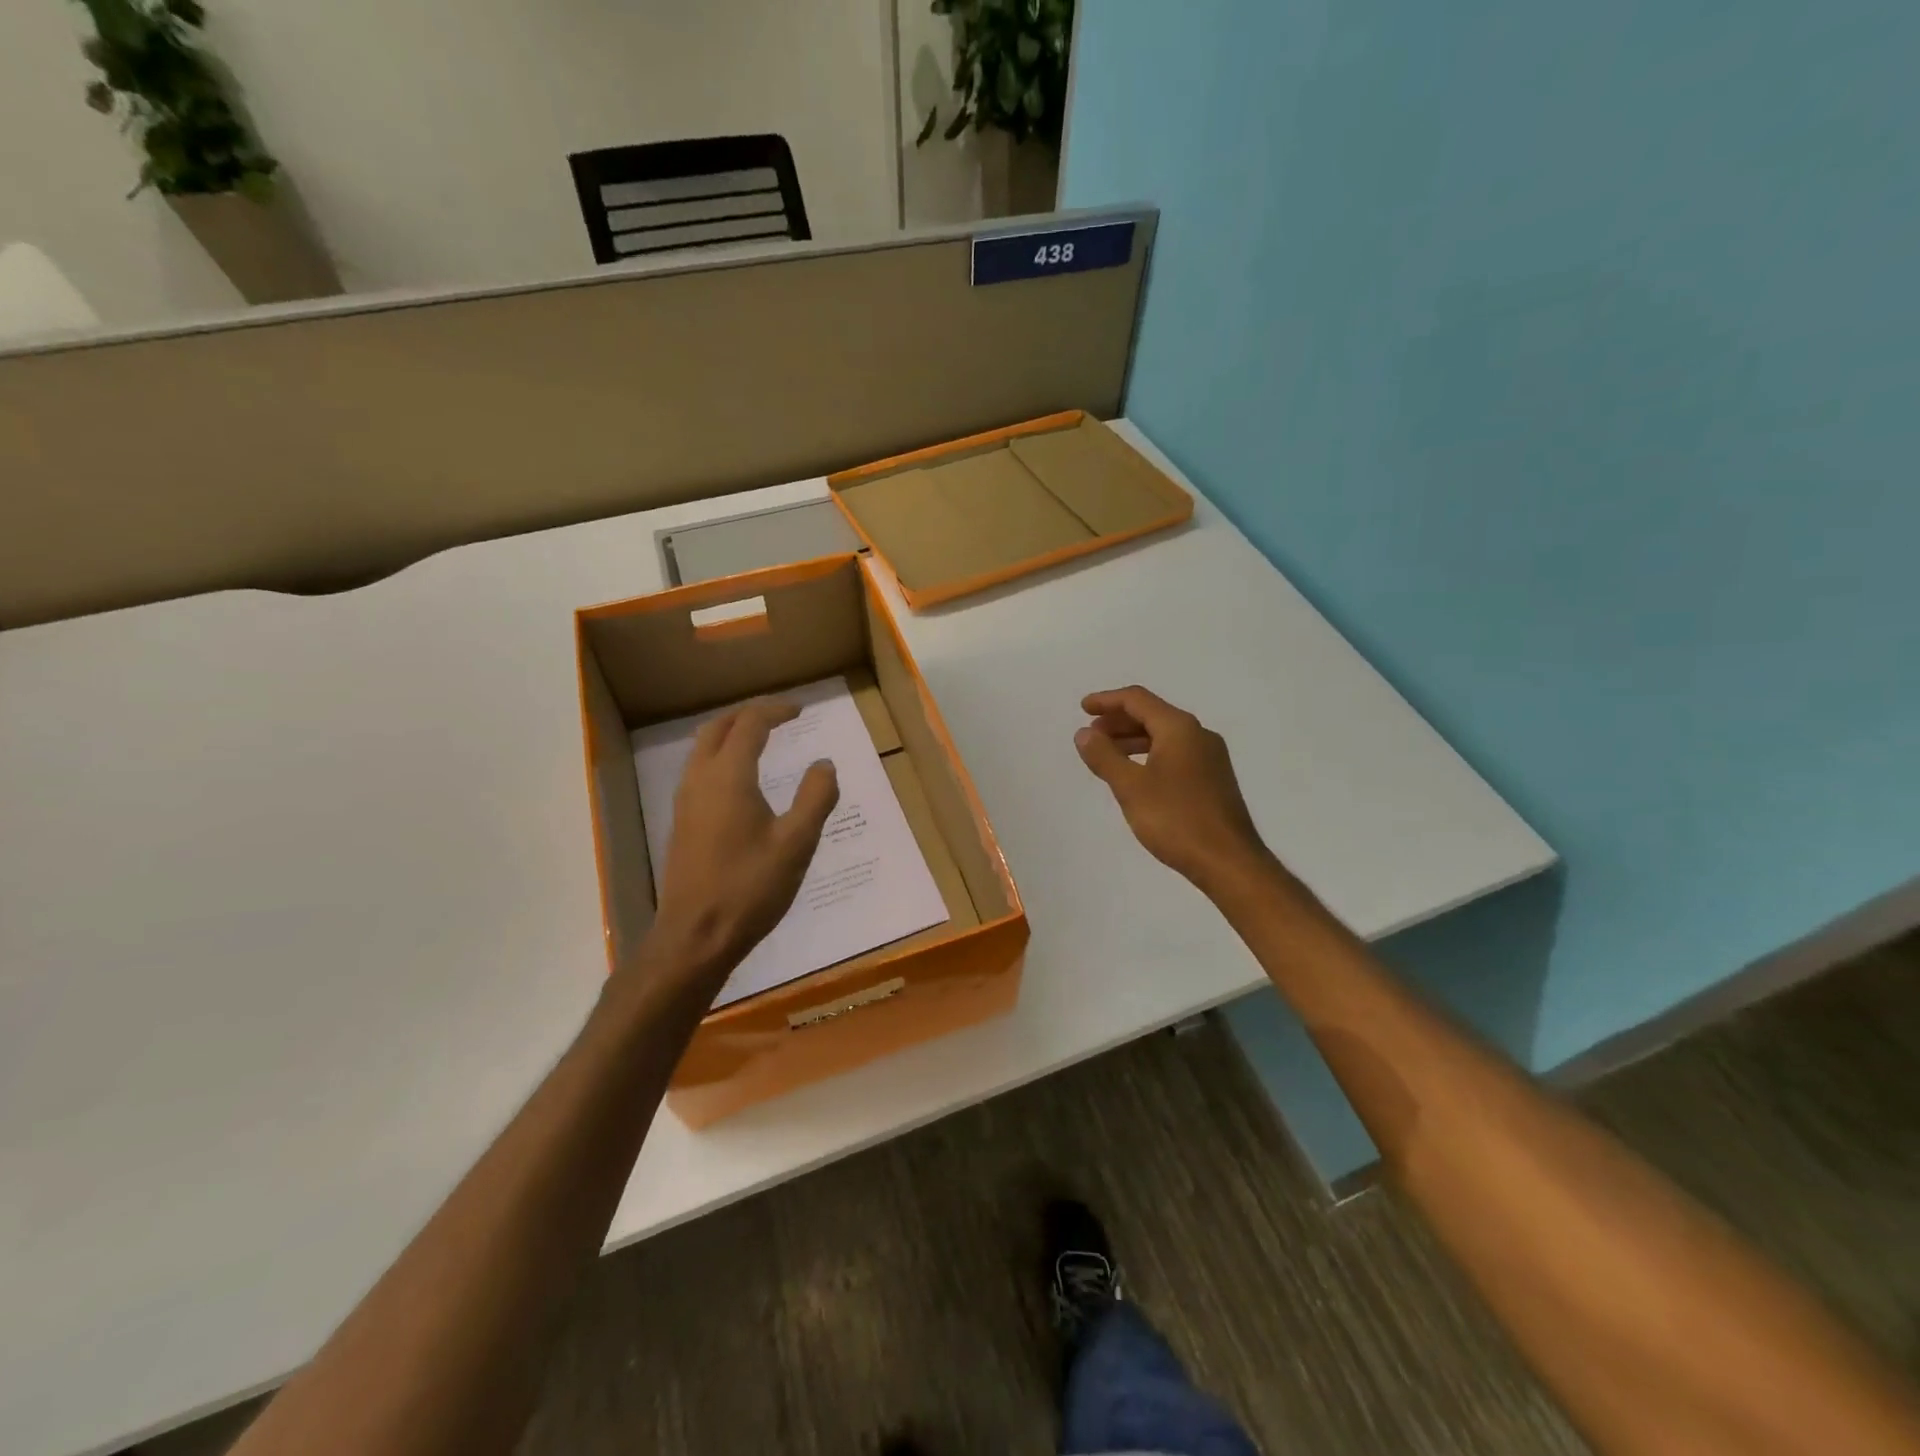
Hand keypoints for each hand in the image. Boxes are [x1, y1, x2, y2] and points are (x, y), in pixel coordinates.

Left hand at [645, 699, 839, 983]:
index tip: (800, 711)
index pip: (750, 724)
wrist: (695, 936)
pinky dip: (720, 757)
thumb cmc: (750, 887)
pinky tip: (740, 781)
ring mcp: (685, 801)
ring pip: (703, 749)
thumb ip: (816, 798)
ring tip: (760, 740)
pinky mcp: (681, 823)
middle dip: (748, 715)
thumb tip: (824, 764)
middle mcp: (701, 779)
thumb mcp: (797, 843)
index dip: (775, 711)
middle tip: (778, 717)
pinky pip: (699, 770)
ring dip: (731, 734)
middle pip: (718, 728)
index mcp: (729, 777)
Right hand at [1074, 686, 1270, 892]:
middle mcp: (1198, 735)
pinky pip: (1175, 753)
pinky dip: (1150, 755)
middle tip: (1091, 734)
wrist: (1228, 861)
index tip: (1083, 709)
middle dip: (1119, 721)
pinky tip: (1136, 775)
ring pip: (1164, 736)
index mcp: (1179, 729)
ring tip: (1107, 754)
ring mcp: (1210, 758)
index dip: (1107, 700)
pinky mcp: (1213, 779)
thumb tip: (1084, 733)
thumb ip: (1104, 756)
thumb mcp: (1130, 787)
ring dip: (1133, 739)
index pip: (1138, 700)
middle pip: (1153, 715)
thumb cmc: (1176, 819)